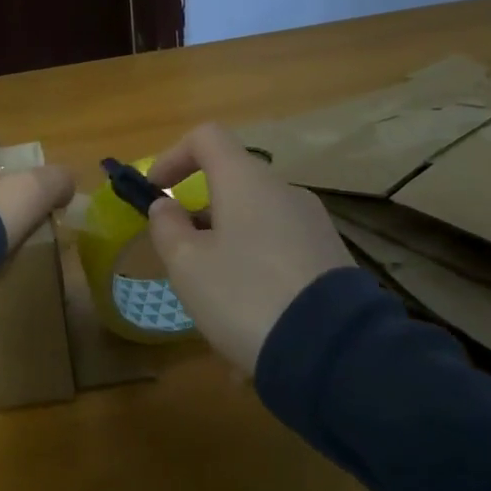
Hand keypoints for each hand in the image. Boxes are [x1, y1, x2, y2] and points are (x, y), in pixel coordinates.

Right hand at [146, 123, 356, 375]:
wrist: (335, 353)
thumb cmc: (245, 295)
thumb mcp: (187, 265)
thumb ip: (167, 227)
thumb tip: (167, 206)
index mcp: (246, 182)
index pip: (206, 137)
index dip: (172, 156)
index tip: (155, 191)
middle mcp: (284, 192)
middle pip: (231, 185)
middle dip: (199, 218)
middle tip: (183, 261)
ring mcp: (314, 225)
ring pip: (255, 224)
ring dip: (227, 251)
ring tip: (216, 307)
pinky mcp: (333, 259)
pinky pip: (280, 253)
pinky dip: (256, 273)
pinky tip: (253, 323)